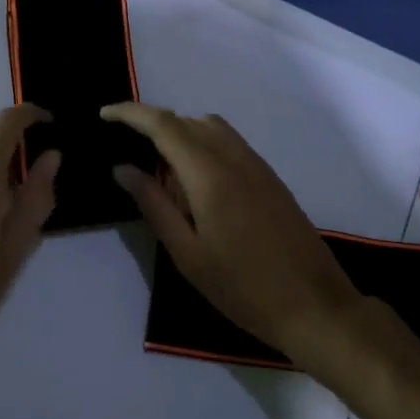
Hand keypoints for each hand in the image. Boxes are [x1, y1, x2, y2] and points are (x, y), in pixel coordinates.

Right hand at [102, 103, 361, 361]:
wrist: (315, 305)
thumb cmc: (243, 287)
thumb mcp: (187, 253)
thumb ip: (154, 204)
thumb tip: (123, 169)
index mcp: (208, 173)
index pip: (162, 124)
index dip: (130, 113)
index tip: (104, 114)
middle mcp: (233, 156)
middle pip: (185, 120)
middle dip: (151, 124)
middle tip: (126, 149)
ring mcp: (255, 163)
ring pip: (208, 126)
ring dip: (178, 133)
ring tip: (159, 168)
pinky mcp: (268, 175)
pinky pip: (227, 141)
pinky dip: (201, 144)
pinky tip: (194, 182)